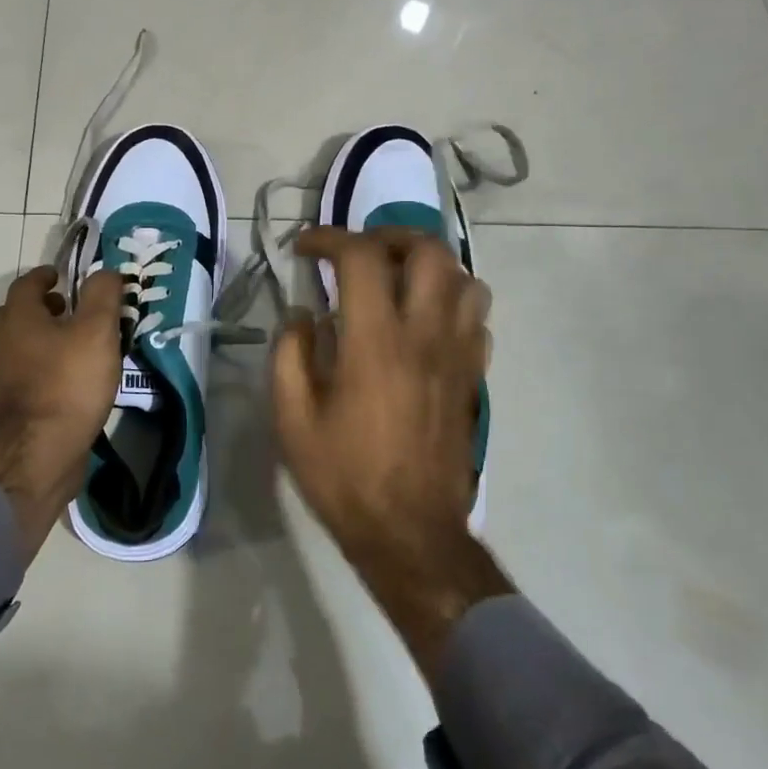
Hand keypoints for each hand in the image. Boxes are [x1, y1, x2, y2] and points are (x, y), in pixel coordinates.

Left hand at [0, 265, 122, 558]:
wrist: (42, 451)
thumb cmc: (69, 382)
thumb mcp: (96, 330)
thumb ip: (102, 294)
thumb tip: (104, 272)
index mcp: (18, 317)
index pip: (27, 284)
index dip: (46, 276)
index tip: (64, 276)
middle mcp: (3, 342)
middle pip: (18, 313)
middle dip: (44, 306)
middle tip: (71, 308)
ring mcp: (4, 375)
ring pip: (22, 343)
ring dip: (44, 336)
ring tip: (78, 342)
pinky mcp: (14, 403)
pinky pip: (28, 371)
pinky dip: (45, 363)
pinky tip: (72, 376)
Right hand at [271, 227, 511, 672]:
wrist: (410, 532)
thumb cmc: (344, 475)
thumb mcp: (292, 418)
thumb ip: (290, 354)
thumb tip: (302, 315)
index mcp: (375, 341)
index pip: (361, 257)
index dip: (329, 238)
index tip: (305, 248)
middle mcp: (425, 334)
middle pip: (427, 251)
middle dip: (388, 237)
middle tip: (358, 253)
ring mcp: (458, 354)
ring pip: (464, 278)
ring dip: (428, 266)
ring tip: (396, 281)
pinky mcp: (473, 376)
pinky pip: (477, 317)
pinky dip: (452, 301)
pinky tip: (424, 322)